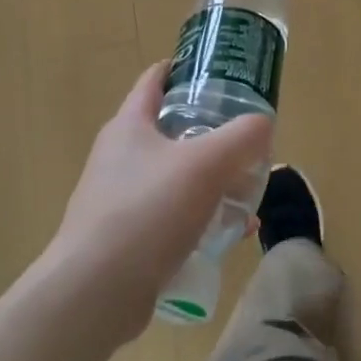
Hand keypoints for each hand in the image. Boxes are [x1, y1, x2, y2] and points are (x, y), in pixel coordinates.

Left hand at [38, 63, 271, 345]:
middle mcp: (118, 156)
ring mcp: (117, 198)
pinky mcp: (123, 237)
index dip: (185, 69)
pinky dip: (200, 218)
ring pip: (174, 177)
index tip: (219, 71)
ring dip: (211, 181)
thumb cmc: (148, 210)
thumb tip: (263, 123)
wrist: (96, 291)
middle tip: (246, 140)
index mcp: (129, 126)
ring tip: (247, 192)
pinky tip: (230, 235)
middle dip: (210, 134)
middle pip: (170, 131)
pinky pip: (170, 216)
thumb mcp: (205, 165)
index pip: (154, 80)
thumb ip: (241, 138)